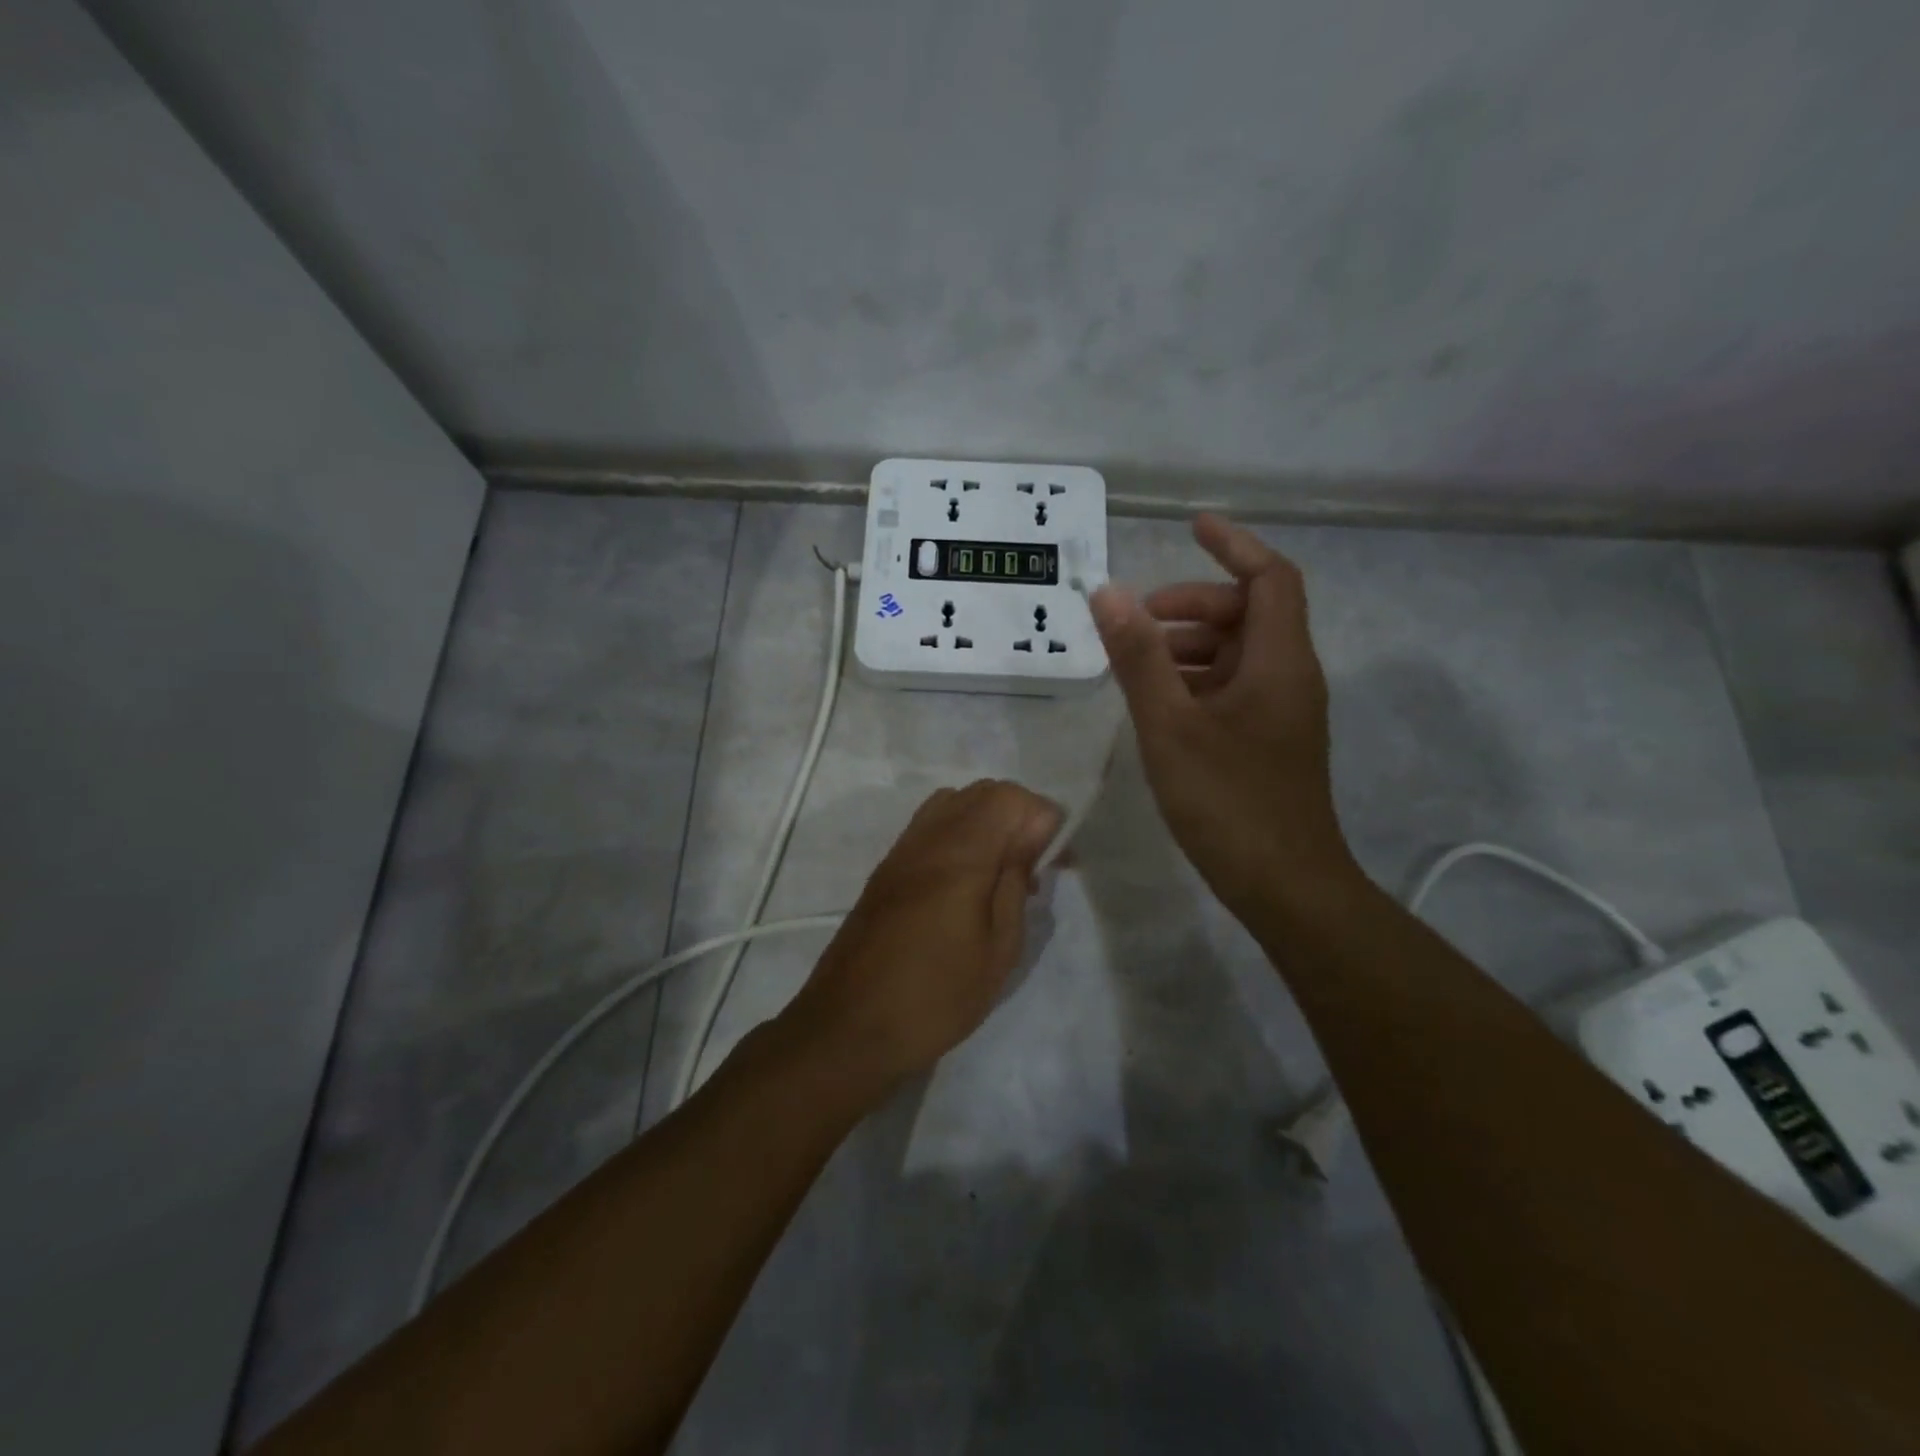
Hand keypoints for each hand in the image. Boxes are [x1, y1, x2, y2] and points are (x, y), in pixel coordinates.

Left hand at [784, 780, 1060, 1092]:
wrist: (849, 1026)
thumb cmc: (936, 996)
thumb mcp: (998, 948)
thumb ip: (1015, 879)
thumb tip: (1034, 831)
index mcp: (959, 853)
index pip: (1009, 797)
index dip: (1042, 817)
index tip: (1055, 861)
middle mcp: (927, 837)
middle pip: (982, 792)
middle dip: (1018, 816)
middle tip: (1034, 866)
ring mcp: (902, 849)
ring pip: (954, 803)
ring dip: (988, 823)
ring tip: (1002, 873)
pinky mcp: (887, 868)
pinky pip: (931, 826)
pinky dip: (960, 835)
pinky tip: (967, 882)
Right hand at [1089, 514, 1355, 923]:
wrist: (1285, 886)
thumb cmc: (1228, 802)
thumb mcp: (1170, 725)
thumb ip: (1138, 657)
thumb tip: (1107, 593)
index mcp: (1279, 661)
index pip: (1270, 577)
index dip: (1233, 545)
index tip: (1190, 526)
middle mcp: (1290, 677)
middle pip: (1249, 614)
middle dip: (1194, 604)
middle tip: (1137, 619)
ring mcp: (1283, 713)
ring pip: (1238, 655)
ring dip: (1190, 645)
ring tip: (1137, 663)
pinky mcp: (1270, 743)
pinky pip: (1234, 689)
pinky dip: (1196, 681)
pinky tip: (1158, 705)